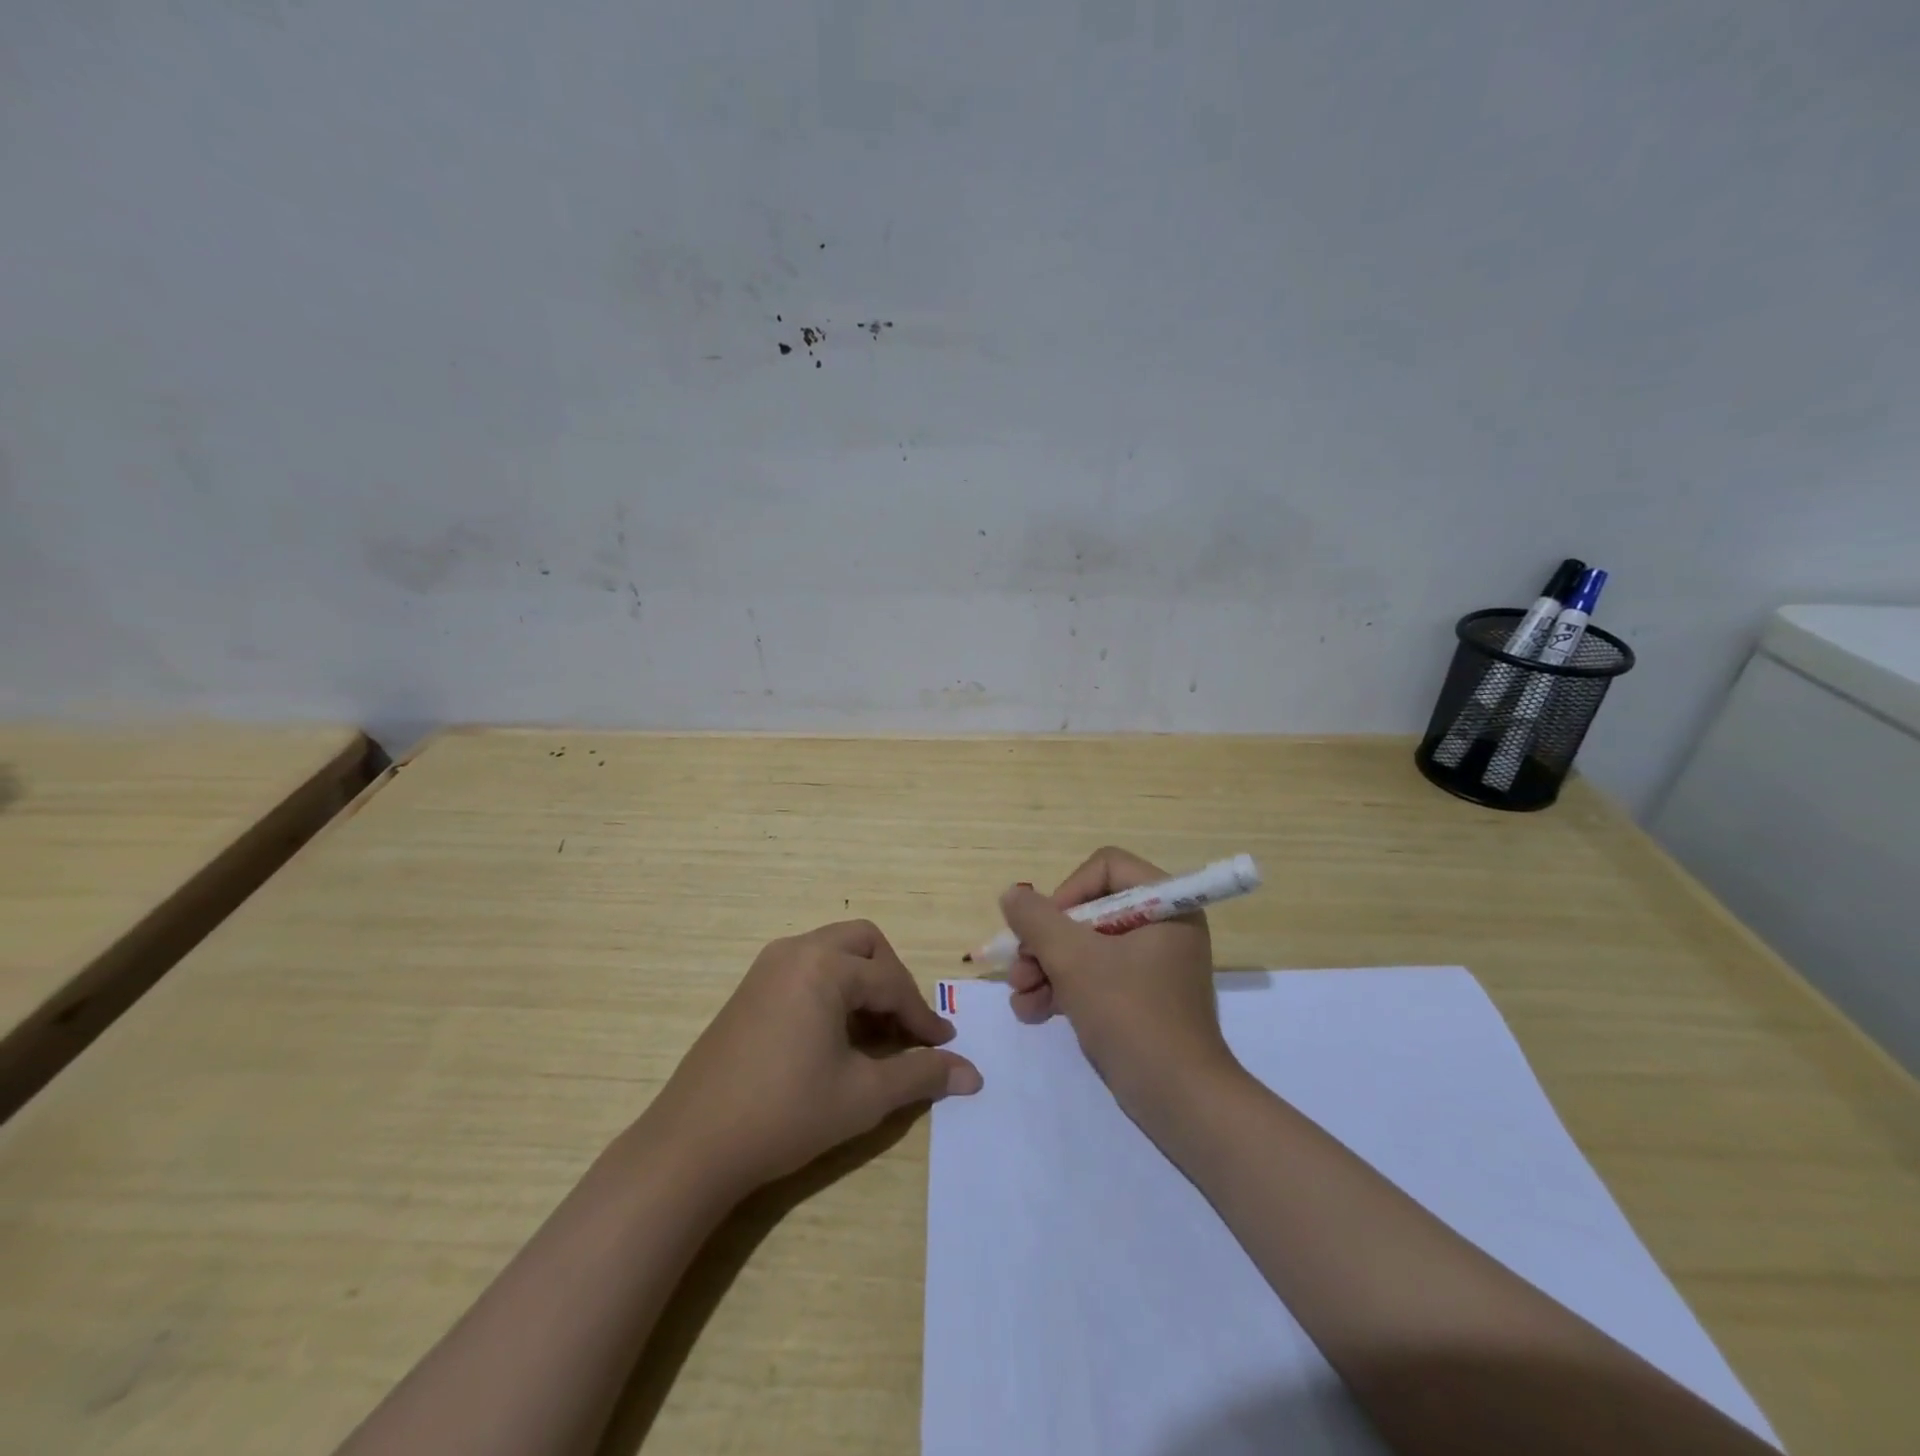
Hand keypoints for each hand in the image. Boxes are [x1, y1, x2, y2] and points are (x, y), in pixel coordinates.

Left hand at [643, 920, 981, 1201]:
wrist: (692, 1145)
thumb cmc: (785, 1114)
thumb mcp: (863, 1096)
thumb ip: (921, 1076)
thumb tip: (974, 1074)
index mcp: (824, 966)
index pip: (891, 982)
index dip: (922, 1016)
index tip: (944, 1045)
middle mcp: (796, 951)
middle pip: (864, 944)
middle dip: (893, 979)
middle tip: (905, 1025)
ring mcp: (767, 967)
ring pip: (833, 952)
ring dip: (862, 981)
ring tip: (875, 1031)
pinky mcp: (750, 988)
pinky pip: (806, 968)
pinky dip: (833, 987)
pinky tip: (835, 1034)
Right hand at [999, 847, 1235, 1110]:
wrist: (1180, 1102)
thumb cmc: (1131, 1016)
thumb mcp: (1074, 961)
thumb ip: (1037, 920)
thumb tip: (1012, 895)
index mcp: (1166, 905)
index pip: (1105, 867)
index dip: (1067, 892)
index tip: (1043, 929)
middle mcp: (1162, 927)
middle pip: (1088, 910)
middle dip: (1045, 942)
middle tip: (1018, 969)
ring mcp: (1151, 965)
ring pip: (1085, 947)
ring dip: (1045, 968)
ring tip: (1019, 997)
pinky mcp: (1140, 998)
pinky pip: (1095, 977)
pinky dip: (1063, 989)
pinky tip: (1032, 1013)